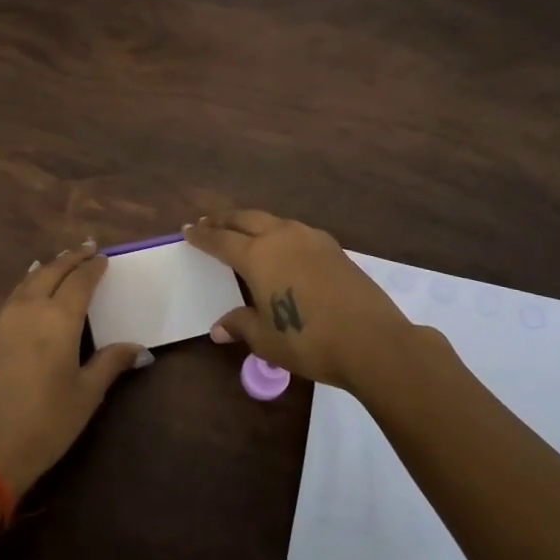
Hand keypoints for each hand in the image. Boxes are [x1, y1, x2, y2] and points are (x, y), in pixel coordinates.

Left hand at [0, 246, 144, 498]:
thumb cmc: (44, 423)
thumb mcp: (85, 395)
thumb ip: (110, 363)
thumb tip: (139, 349)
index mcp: (58, 318)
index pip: (80, 281)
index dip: (93, 267)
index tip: (104, 258)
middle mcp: (28, 308)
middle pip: (51, 271)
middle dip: (70, 258)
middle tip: (86, 248)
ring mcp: (2, 318)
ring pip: (27, 280)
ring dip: (47, 268)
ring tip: (59, 261)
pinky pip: (11, 296)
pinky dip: (26, 285)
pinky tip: (29, 290)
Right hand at [184, 210, 421, 389]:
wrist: (372, 340)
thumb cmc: (308, 340)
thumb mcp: (265, 338)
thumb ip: (241, 325)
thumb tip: (218, 329)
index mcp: (257, 256)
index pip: (220, 240)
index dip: (202, 236)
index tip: (187, 229)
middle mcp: (281, 237)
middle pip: (245, 219)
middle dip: (224, 220)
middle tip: (208, 222)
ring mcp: (311, 239)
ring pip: (273, 221)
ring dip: (252, 222)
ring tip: (243, 229)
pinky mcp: (334, 248)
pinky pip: (296, 231)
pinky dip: (278, 232)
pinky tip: (282, 245)